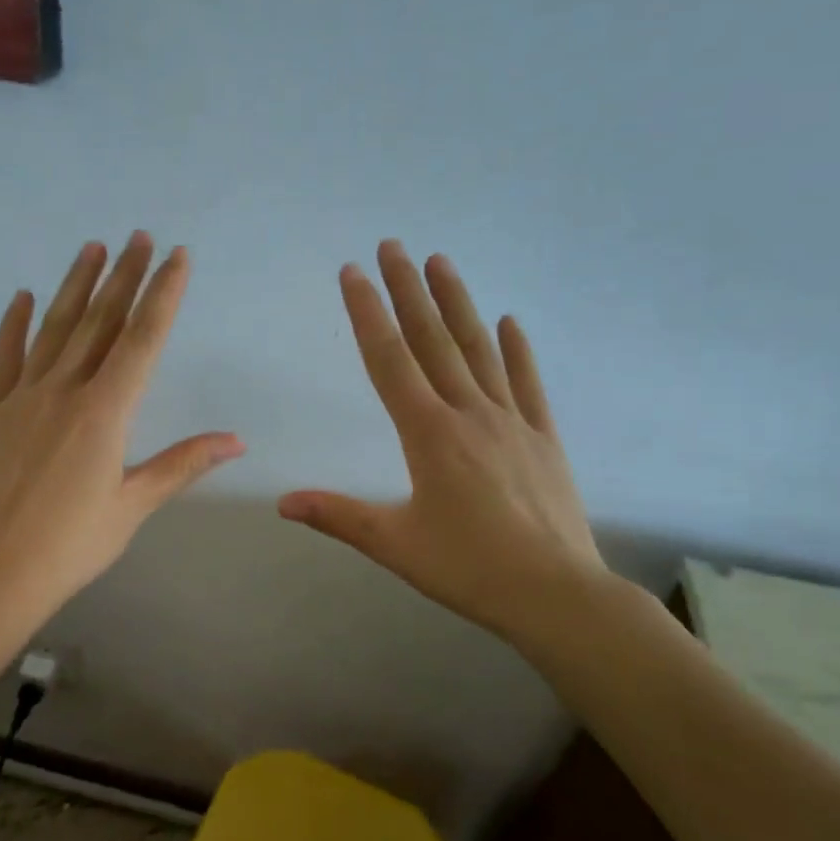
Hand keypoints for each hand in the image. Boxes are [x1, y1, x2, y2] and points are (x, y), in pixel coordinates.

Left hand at [0, 234, 244, 614]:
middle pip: (100, 322)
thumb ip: (182, 464)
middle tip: (139, 236)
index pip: (141, 340)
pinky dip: (14, 324)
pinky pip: (5, 358)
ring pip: (54, 330)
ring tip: (93, 248)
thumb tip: (236, 441)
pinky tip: (24, 295)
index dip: (162, 295)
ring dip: (75, 286)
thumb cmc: (73, 543)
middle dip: (124, 277)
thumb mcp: (134, 505)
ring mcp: (22, 398)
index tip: (176, 258)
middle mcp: (64, 392)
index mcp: (104, 413)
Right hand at [278, 240, 613, 648]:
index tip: (353, 273)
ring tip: (441, 261)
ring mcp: (512, 421)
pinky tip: (509, 320)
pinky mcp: (543, 439)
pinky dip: (516, 350)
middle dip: (408, 290)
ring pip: (479, 350)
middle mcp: (469, 414)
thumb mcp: (395, 544)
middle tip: (392, 245)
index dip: (368, 314)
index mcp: (428, 434)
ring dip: (457, 303)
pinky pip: (527, 384)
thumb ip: (338, 516)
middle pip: (433, 341)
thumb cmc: (469, 568)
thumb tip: (282, 501)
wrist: (557, 595)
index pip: (390, 361)